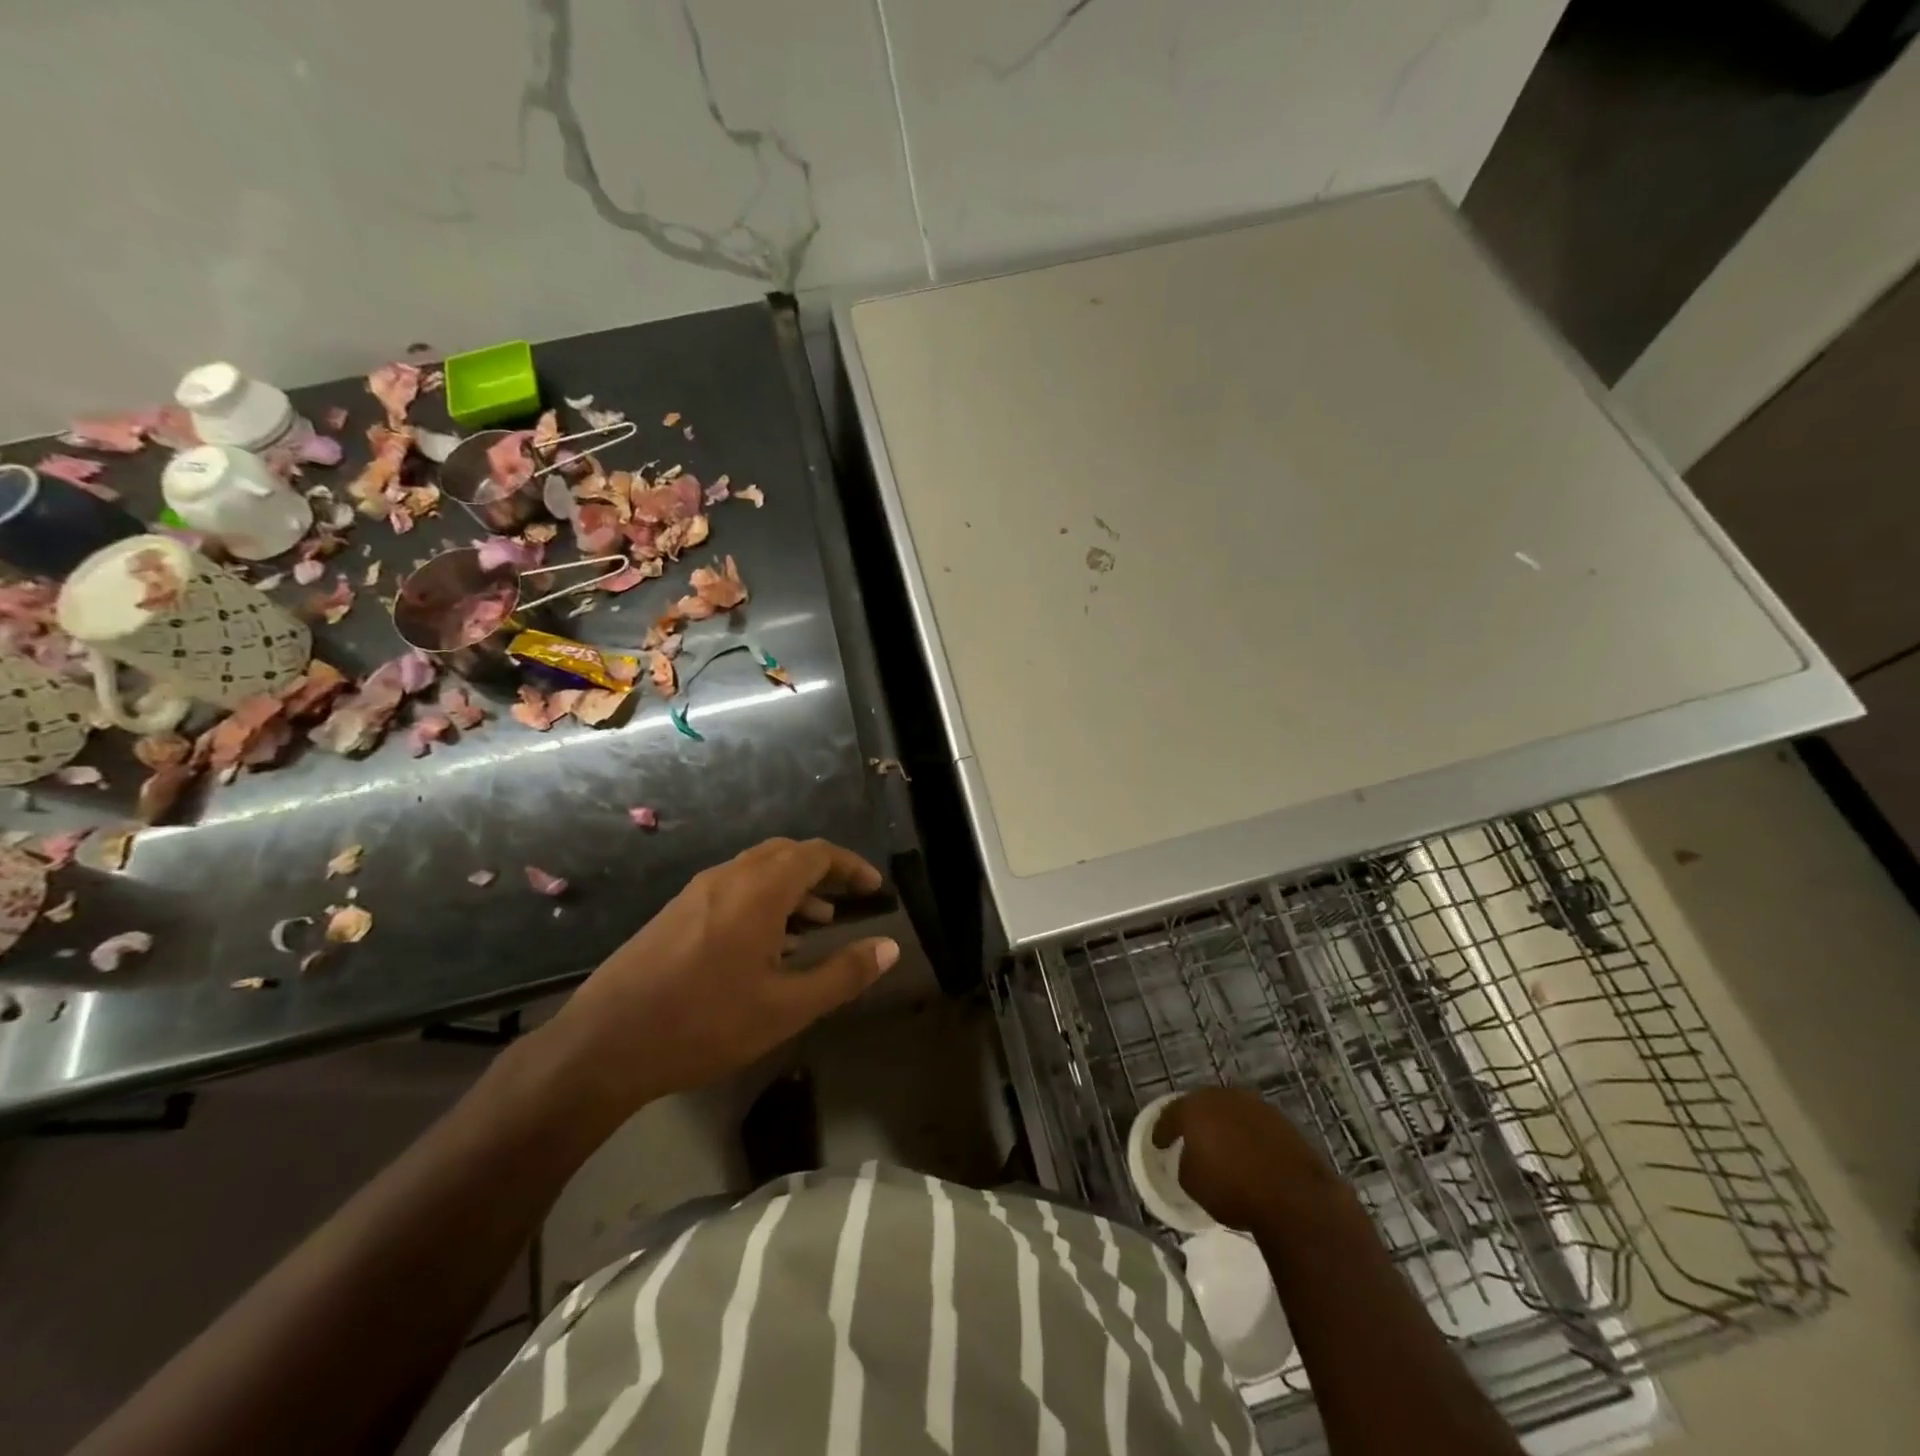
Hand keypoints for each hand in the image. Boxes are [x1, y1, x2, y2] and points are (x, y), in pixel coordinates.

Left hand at [541, 838, 897, 1114]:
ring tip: (816, 925)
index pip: (816, 854)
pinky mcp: (675, 912)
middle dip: (823, 871)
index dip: (851, 866)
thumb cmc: (703, 1023)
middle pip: (786, 854)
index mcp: (758, 891)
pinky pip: (732, 889)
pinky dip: (763, 901)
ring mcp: (696, 893)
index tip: (874, 888)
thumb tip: (890, 947)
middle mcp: (727, 878)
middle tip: (849, 900)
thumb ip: (843, 974)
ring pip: (757, 871)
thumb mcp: (785, 1008)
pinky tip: (766, 946)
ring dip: (792, 887)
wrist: (602, 1044)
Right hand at [1153, 1087, 1333, 1231]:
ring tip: (1221, 1146)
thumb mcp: (1193, 1184)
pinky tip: (1248, 1153)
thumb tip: (1192, 1159)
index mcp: (1195, 1108)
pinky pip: (1254, 1125)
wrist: (1295, 1197)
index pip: (1170, 1115)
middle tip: (1188, 1138)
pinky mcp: (1282, 1121)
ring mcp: (1255, 1106)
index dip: (1162, 1130)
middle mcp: (1223, 1097)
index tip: (1158, 1143)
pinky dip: (1247, 1136)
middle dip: (1194, 1121)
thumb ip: (1185, 1164)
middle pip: (1201, 1106)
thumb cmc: (1233, 1190)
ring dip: (1224, 1126)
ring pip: (1230, 1112)